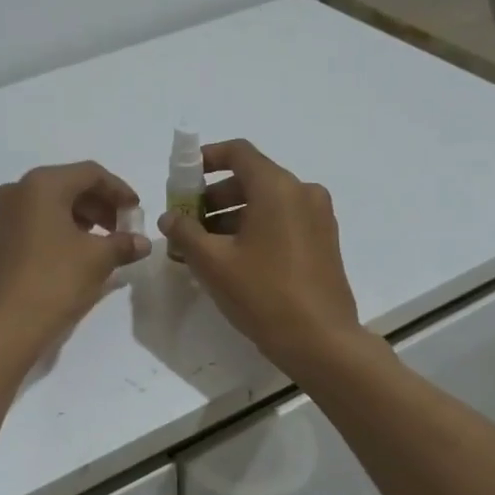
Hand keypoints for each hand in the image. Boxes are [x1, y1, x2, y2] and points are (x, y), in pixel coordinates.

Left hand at [0, 161, 151, 369]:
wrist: (0, 327)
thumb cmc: (53, 282)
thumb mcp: (97, 260)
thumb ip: (123, 243)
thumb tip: (142, 242)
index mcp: (41, 185)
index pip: (90, 173)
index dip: (119, 190)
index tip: (137, 211)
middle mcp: (16, 191)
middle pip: (67, 186)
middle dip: (99, 205)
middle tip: (121, 228)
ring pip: (47, 206)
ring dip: (78, 219)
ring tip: (100, 244)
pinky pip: (31, 224)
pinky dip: (56, 231)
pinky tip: (71, 255)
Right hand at [157, 139, 364, 377]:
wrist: (321, 341)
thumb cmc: (263, 294)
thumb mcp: (213, 262)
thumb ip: (185, 232)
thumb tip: (169, 218)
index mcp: (277, 187)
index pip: (238, 152)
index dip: (206, 158)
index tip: (182, 178)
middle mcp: (302, 192)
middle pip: (250, 178)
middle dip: (214, 196)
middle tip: (186, 222)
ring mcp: (318, 217)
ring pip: (267, 202)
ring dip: (232, 215)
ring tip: (204, 247)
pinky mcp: (324, 241)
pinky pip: (283, 220)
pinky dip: (255, 228)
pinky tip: (233, 258)